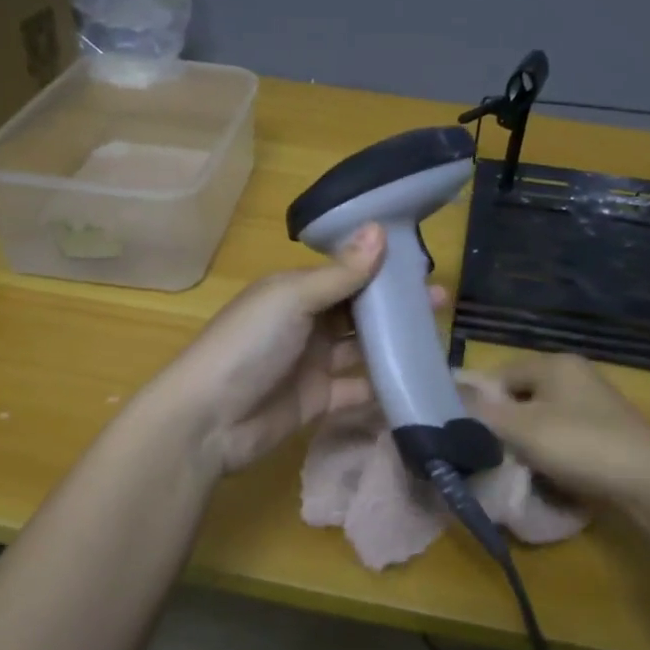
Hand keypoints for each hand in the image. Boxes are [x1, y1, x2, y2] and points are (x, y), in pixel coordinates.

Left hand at [148, 224, 446, 475]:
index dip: (381, 267)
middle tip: (440, 302)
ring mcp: (313, 363)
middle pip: (358, 309)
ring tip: (438, 337)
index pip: (346, 271)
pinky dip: (384, 385)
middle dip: (396, 305)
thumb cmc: (248, 345)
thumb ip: (340, 273)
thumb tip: (379, 229)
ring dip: (395, 343)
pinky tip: (417, 379)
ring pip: (362, 348)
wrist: (208, 420)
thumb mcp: (292, 299)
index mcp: (296, 290)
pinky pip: (359, 389)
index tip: (423, 265)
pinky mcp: (320, 400)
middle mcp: (306, 322)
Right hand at [469, 354, 649, 511]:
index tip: (466, 431)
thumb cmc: (582, 445)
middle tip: (488, 451)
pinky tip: (547, 472)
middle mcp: (574, 375)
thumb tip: (450, 392)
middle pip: (521, 395)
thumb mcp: (523, 428)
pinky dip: (551, 450)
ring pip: (542, 417)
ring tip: (516, 465)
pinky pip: (564, 434)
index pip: (499, 373)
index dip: (478, 400)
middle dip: (503, 423)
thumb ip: (483, 410)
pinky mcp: (607, 430)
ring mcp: (594, 402)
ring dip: (526, 439)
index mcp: (554, 364)